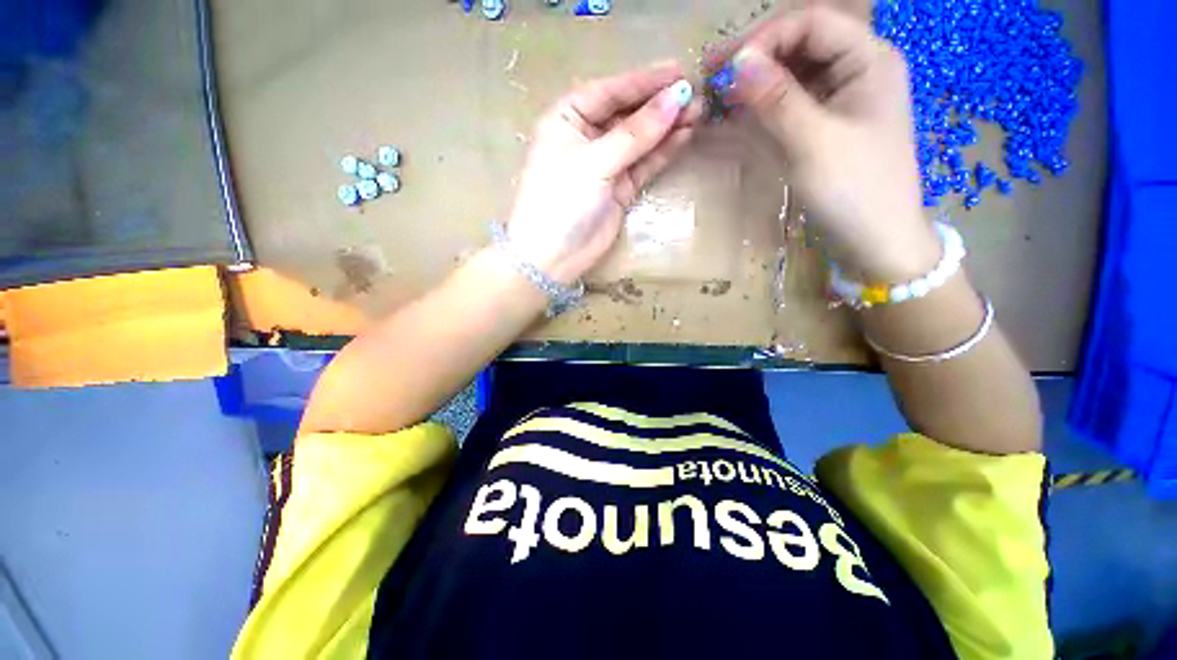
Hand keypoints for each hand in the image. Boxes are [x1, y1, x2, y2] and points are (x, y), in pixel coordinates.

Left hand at [506, 62, 702, 283]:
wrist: (553, 256)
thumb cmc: (562, 200)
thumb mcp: (595, 161)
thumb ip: (636, 133)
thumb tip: (678, 97)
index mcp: (567, 119)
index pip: (609, 91)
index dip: (644, 81)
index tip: (680, 71)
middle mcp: (586, 138)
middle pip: (626, 114)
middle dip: (659, 104)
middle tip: (696, 93)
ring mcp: (604, 165)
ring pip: (639, 140)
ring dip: (665, 127)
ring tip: (698, 112)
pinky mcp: (618, 189)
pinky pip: (643, 164)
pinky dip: (661, 152)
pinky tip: (683, 137)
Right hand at [718, 7, 939, 281]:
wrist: (876, 240)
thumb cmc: (854, 190)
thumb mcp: (813, 142)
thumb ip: (777, 100)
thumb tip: (737, 63)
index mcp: (869, 59)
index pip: (812, 22)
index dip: (766, 37)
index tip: (725, 66)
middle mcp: (858, 67)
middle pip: (802, 42)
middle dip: (757, 55)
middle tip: (714, 75)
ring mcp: (843, 96)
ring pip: (794, 71)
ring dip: (757, 80)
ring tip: (719, 95)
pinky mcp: (828, 122)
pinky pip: (793, 100)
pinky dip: (764, 104)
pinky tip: (739, 112)